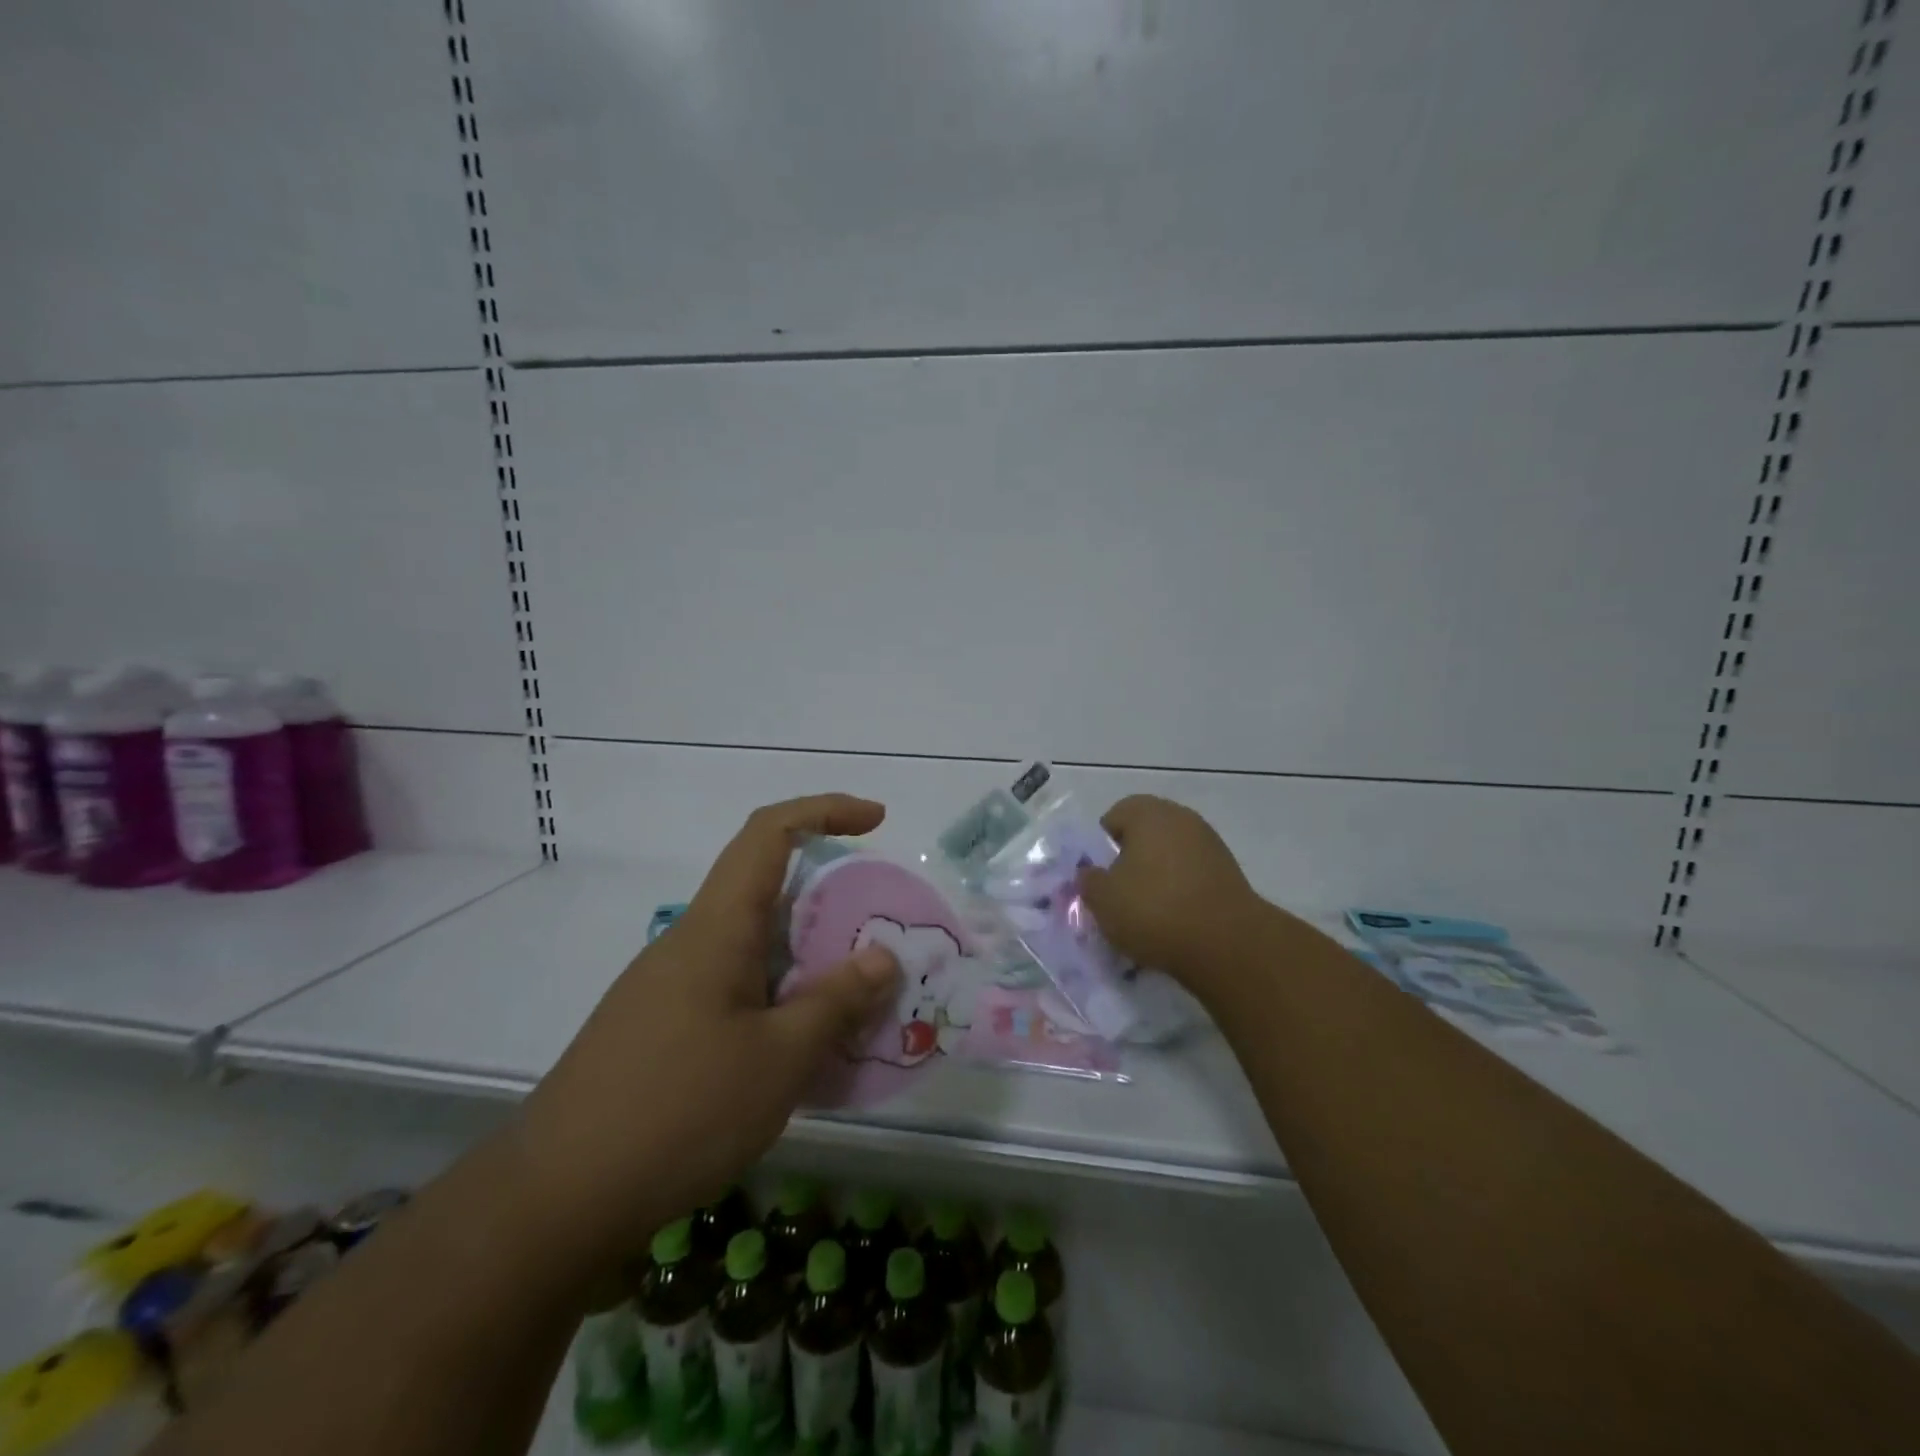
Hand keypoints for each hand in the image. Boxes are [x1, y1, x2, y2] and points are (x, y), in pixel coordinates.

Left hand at [510, 794, 901, 1269]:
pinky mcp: (660, 1027)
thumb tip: (882, 957)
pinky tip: (800, 1050)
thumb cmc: (679, 1111)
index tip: (876, 821)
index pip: (769, 833)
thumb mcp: (780, 1058)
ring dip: (807, 957)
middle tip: (880, 936)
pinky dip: (779, 996)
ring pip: (753, 945)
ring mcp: (670, 986)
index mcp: (718, 927)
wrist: (555, 1200)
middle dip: (830, 898)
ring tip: (854, 1001)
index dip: (825, 809)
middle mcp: (691, 941)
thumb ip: (837, 1001)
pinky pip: (735, 987)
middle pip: (766, 888)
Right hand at [1077, 794, 1273, 995]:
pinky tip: (1175, 921)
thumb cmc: (1154, 910)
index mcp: (1149, 814)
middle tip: (1119, 893)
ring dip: (1157, 877)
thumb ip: (1088, 880)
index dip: (1102, 845)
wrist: (1227, 944)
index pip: (1115, 816)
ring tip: (1147, 913)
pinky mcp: (1230, 873)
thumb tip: (1091, 873)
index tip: (1100, 875)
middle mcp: (1182, 819)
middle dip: (1130, 860)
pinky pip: (1193, 875)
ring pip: (1170, 855)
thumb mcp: (1102, 899)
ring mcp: (1210, 844)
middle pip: (1145, 834)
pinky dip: (1181, 892)